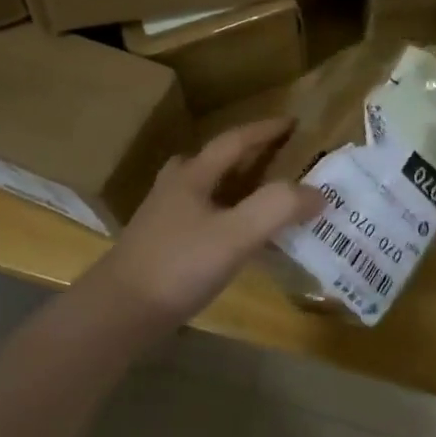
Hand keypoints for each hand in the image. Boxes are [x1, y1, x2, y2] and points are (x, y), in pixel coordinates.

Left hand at [86, 119, 322, 333]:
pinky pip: (200, 218)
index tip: (293, 123)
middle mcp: (175, 189)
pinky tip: (234, 240)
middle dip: (244, 156)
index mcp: (193, 176)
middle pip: (212, 161)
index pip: (234, 141)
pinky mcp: (159, 247)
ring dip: (232, 186)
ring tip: (259, 198)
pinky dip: (223, 216)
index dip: (265, 130)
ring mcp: (162, 219)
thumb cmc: (178, 266)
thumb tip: (317, 192)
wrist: (118, 314)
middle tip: (275, 161)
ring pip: (203, 190)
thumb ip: (278, 208)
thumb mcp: (235, 235)